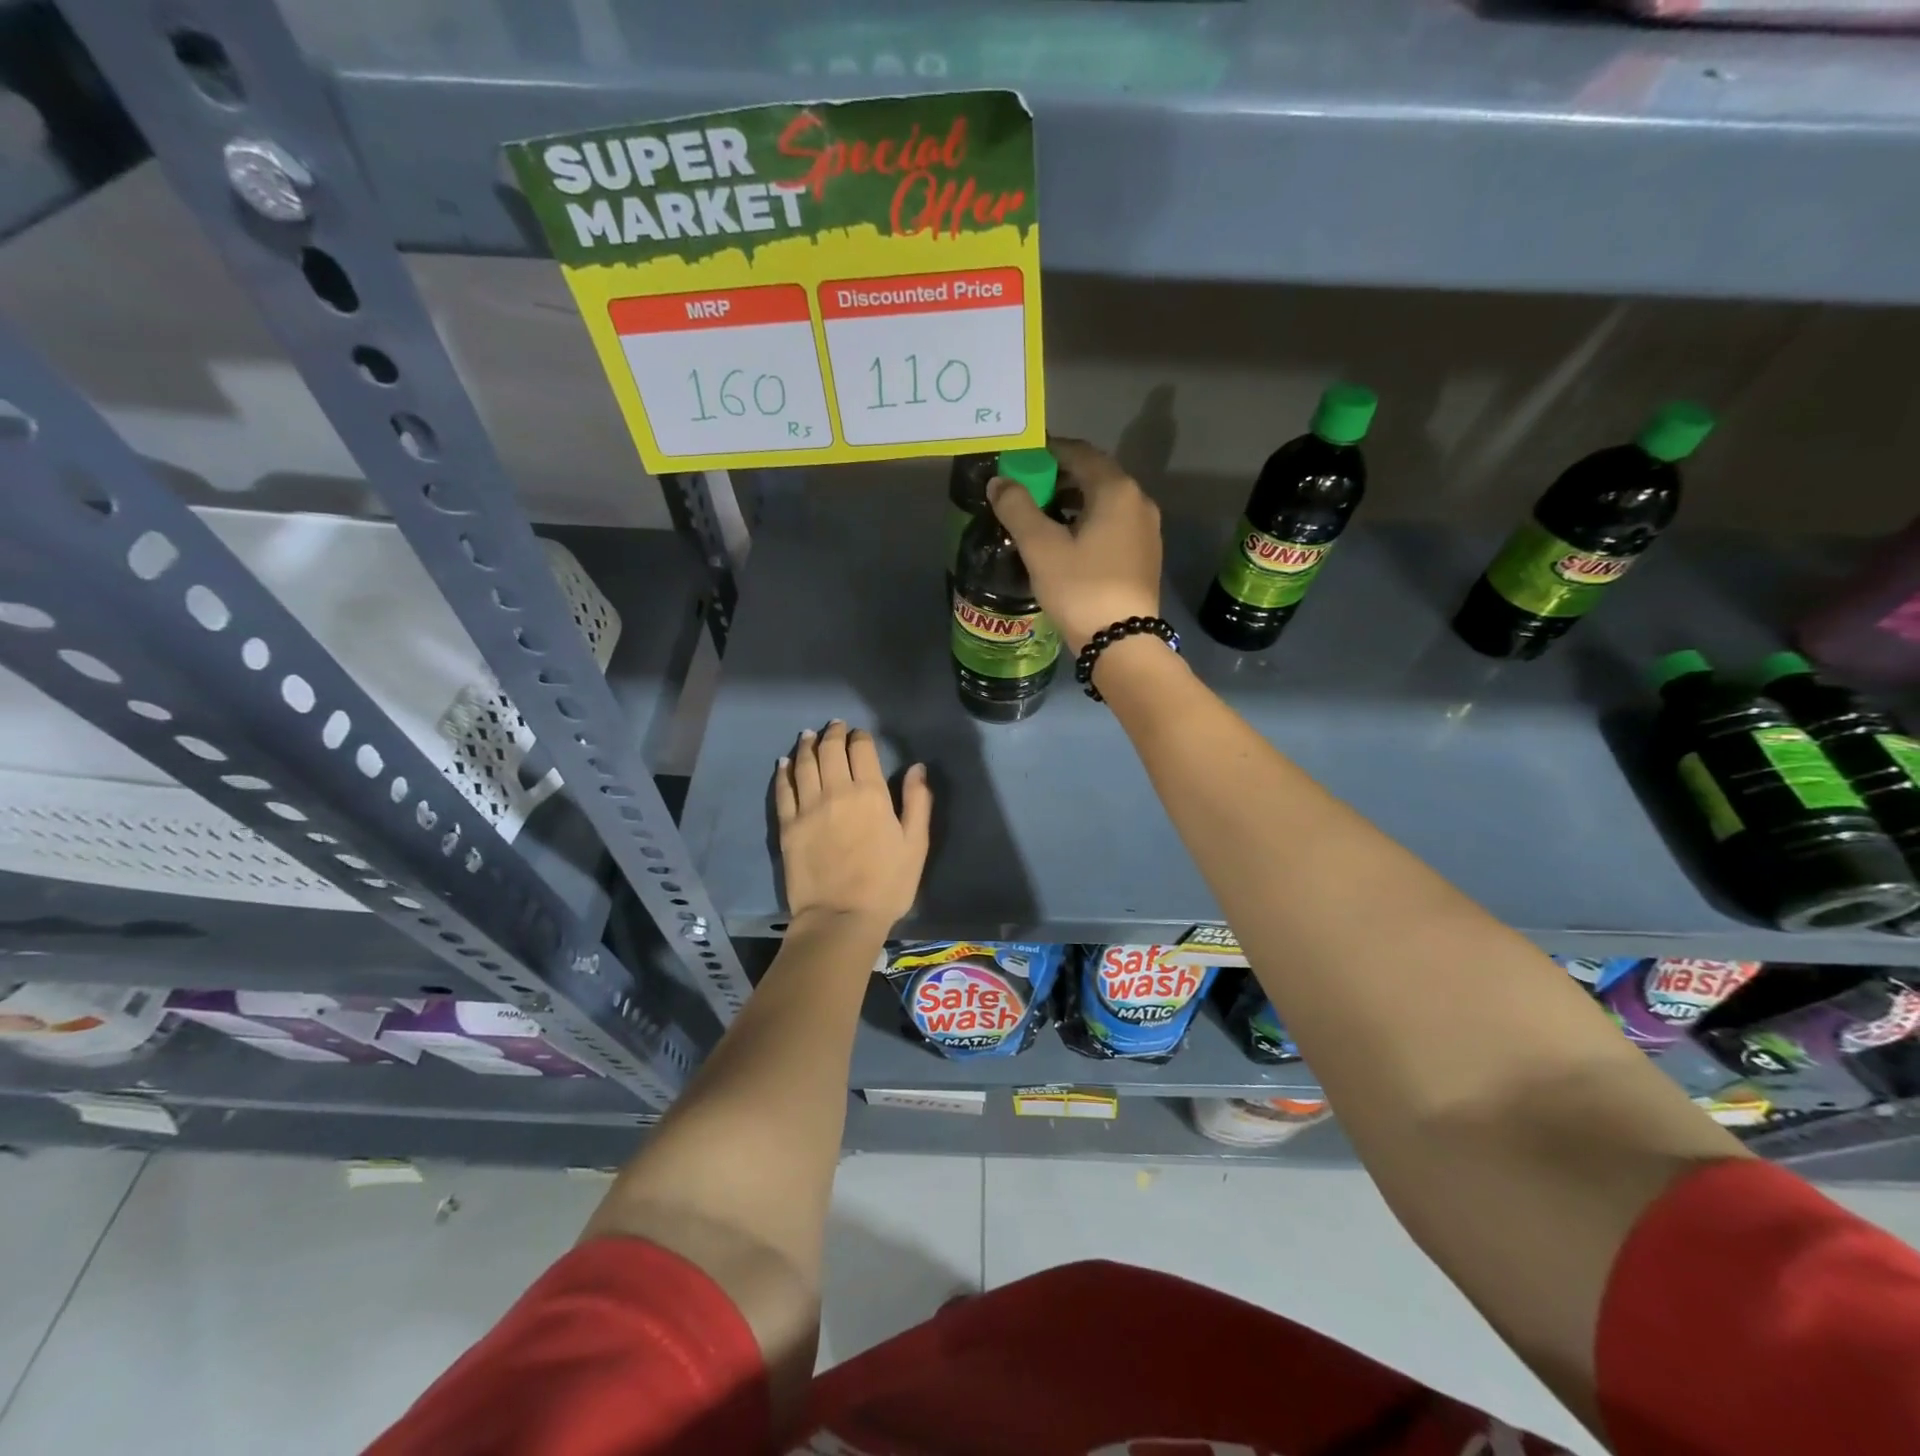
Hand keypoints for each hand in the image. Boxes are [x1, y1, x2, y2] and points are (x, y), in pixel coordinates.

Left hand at [773, 721, 931, 931]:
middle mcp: (836, 791)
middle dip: (833, 734)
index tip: (860, 734)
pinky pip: (783, 790)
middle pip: (830, 751)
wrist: (840, 918)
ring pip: (804, 764)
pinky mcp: (788, 826)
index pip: (861, 750)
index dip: (860, 737)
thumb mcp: (916, 844)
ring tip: (808, 735)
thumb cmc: (886, 884)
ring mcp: (808, 807)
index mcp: (871, 793)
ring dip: (807, 745)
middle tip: (834, 726)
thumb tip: (917, 767)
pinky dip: (783, 772)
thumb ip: (918, 802)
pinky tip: (784, 763)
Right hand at [988, 436, 1161, 652]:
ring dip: (1073, 501)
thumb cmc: (1080, 588)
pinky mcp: (1145, 555)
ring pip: (1105, 501)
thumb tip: (999, 482)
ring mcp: (1146, 529)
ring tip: (1042, 516)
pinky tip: (1068, 541)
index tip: (1020, 459)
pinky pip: (1113, 524)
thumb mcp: (1041, 548)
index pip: (1079, 453)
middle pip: (1094, 475)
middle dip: (1059, 477)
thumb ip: (1017, 508)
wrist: (1122, 642)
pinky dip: (1089, 521)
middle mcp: (1138, 501)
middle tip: (1026, 489)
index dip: (1047, 451)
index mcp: (1116, 490)